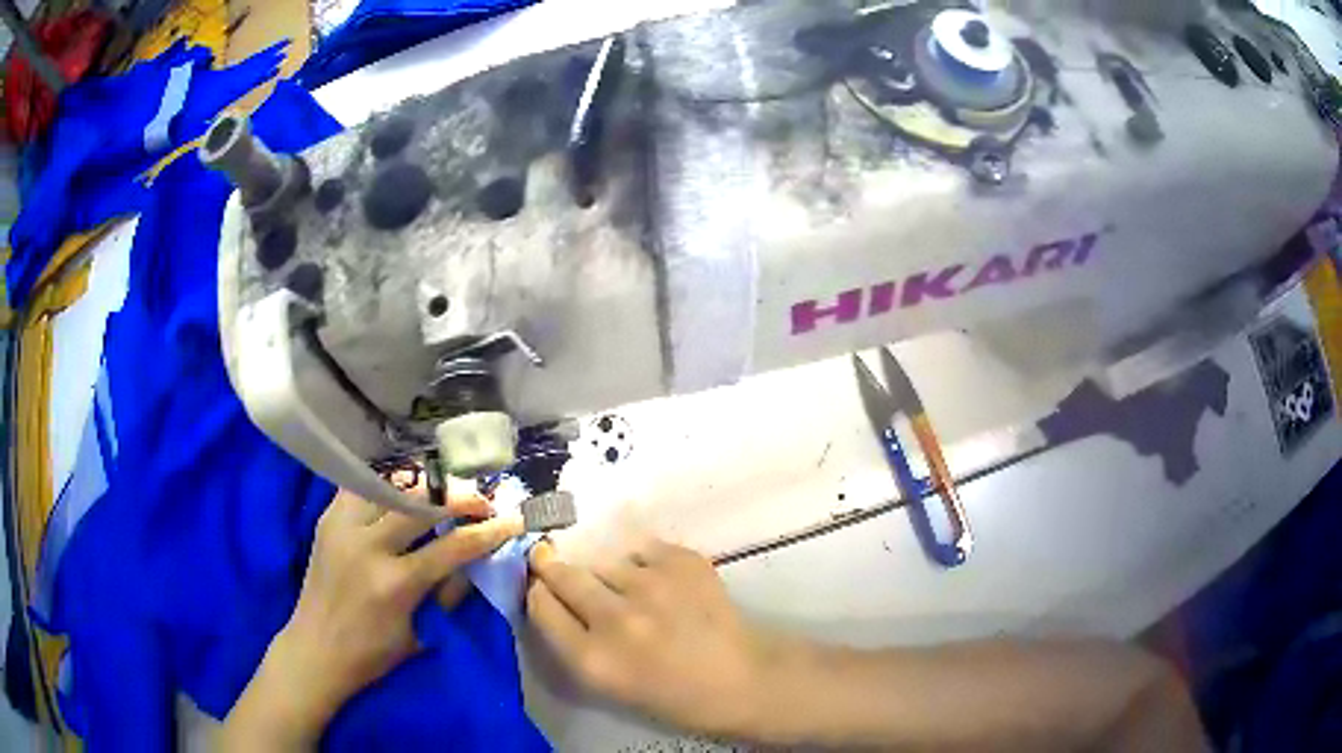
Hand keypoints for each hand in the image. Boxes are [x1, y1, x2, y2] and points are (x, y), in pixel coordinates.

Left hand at [222, 489, 522, 749]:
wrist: (315, 649)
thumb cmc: (372, 653)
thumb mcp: (420, 633)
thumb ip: (448, 593)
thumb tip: (474, 560)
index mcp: (394, 584)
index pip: (451, 547)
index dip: (488, 532)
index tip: (512, 520)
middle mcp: (367, 546)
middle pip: (422, 503)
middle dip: (459, 497)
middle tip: (481, 501)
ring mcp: (343, 526)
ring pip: (390, 486)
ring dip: (424, 486)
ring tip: (444, 492)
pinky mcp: (327, 519)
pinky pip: (362, 487)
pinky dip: (388, 486)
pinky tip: (403, 492)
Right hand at [526, 538, 775, 737]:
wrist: (742, 679)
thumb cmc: (673, 694)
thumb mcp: (609, 682)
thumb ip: (573, 640)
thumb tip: (549, 592)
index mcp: (592, 659)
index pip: (540, 605)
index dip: (538, 592)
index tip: (542, 586)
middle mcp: (615, 619)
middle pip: (562, 574)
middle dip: (555, 567)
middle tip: (559, 564)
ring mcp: (651, 585)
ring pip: (604, 561)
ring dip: (609, 572)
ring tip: (634, 591)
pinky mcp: (682, 561)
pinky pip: (642, 550)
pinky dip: (645, 563)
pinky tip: (663, 584)